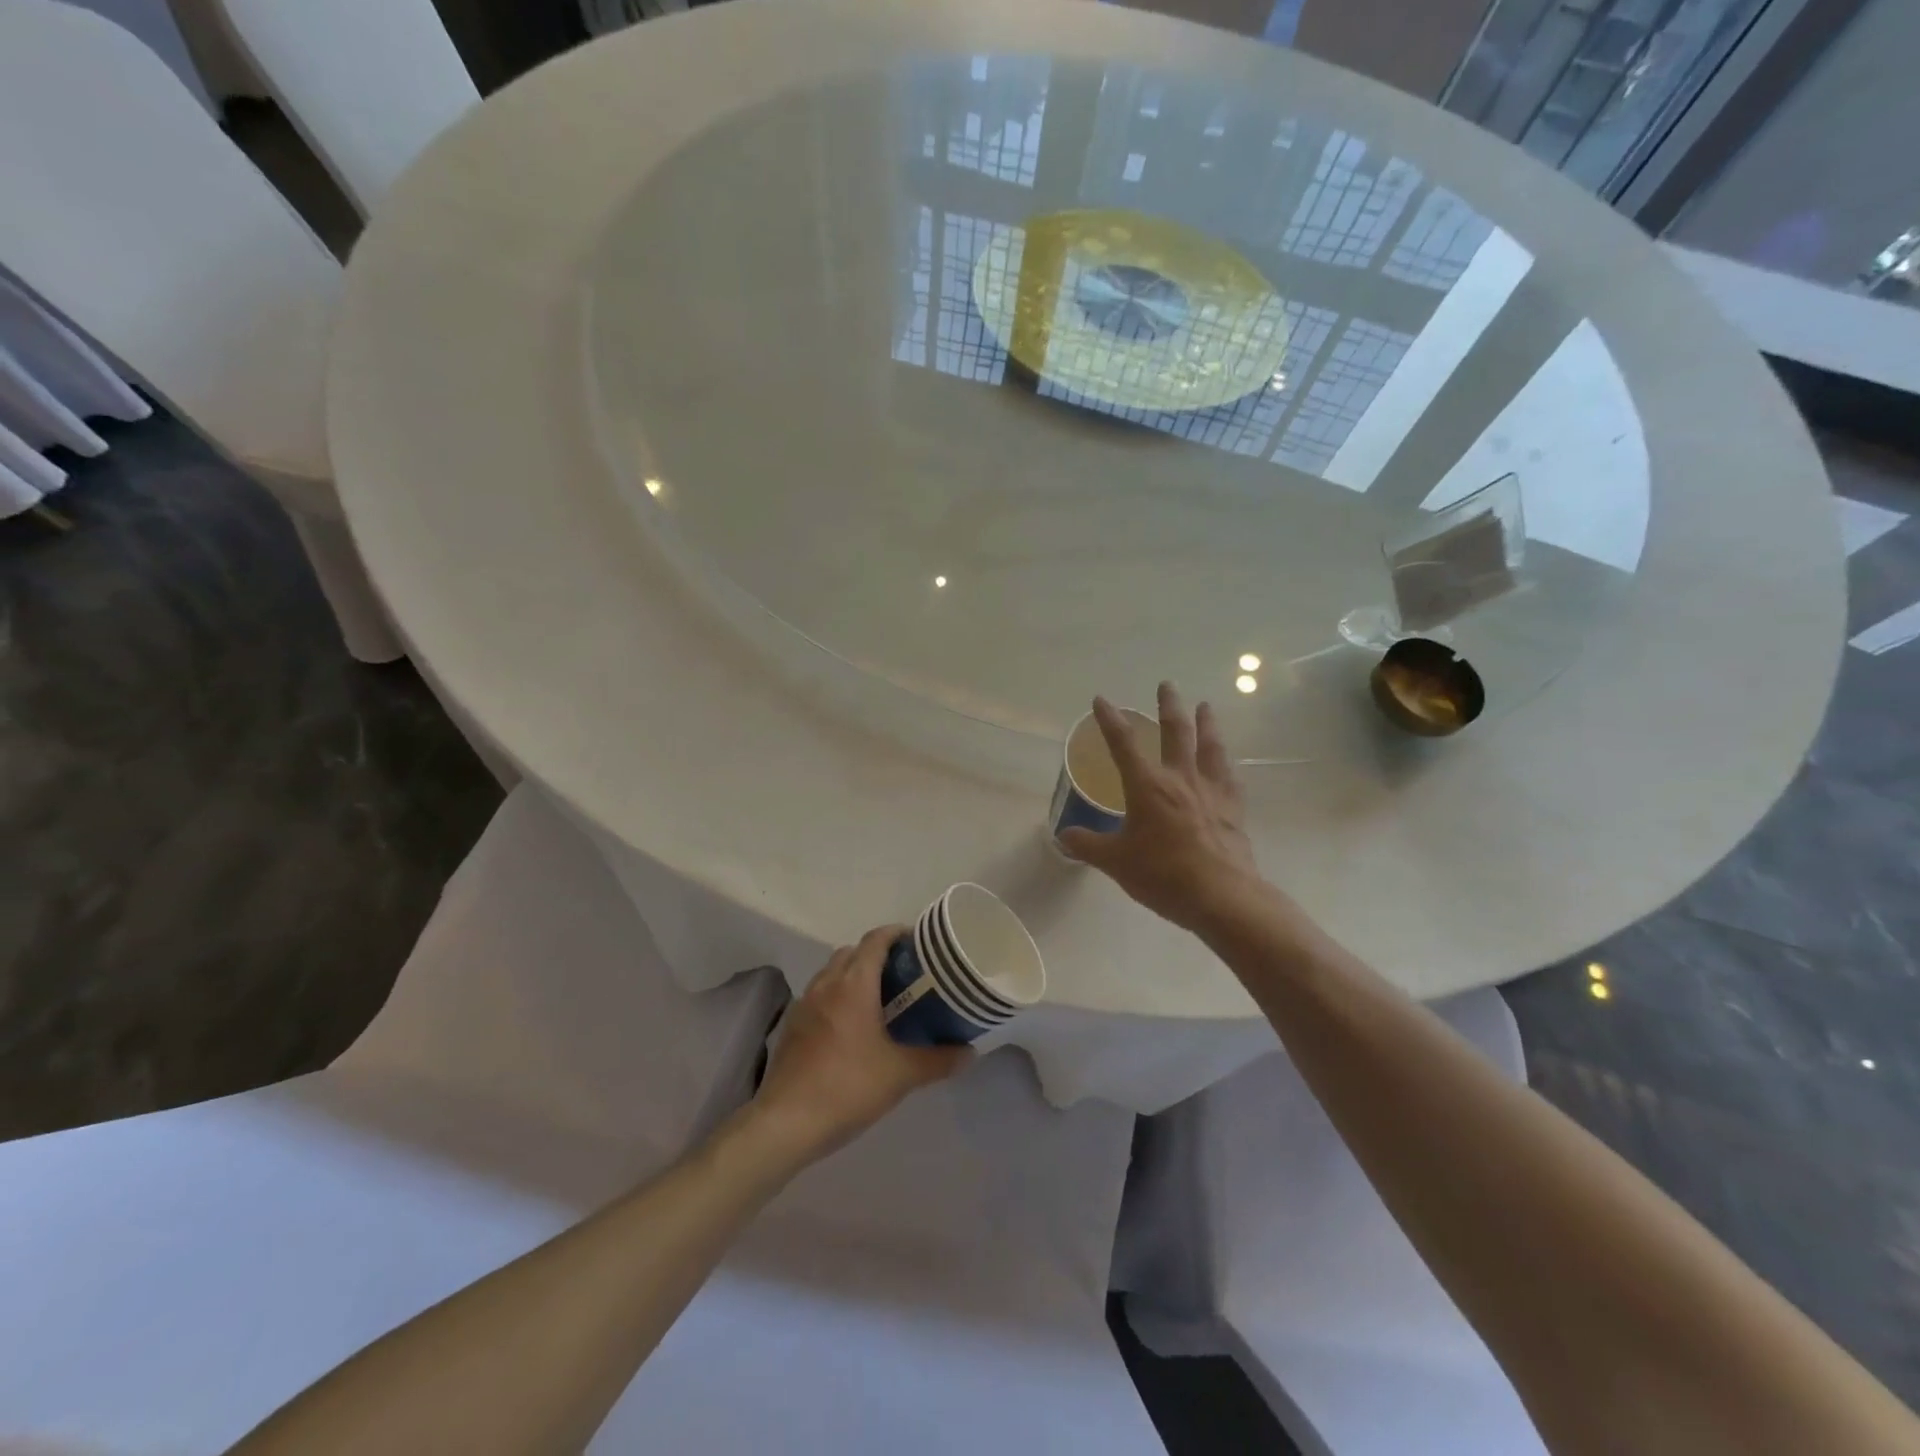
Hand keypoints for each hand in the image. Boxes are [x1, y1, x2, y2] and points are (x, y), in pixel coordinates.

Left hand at [750, 926, 971, 1163]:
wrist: (787, 1123)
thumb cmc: (848, 1087)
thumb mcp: (901, 1075)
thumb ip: (938, 1060)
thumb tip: (970, 1052)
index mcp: (854, 984)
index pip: (875, 940)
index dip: (896, 933)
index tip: (917, 942)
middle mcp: (827, 984)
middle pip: (852, 952)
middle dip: (876, 954)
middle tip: (903, 974)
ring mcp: (804, 1003)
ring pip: (832, 973)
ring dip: (853, 974)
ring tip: (878, 999)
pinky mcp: (792, 1025)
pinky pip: (818, 995)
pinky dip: (836, 997)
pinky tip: (849, 1027)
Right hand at [1058, 683, 1262, 934]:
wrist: (1221, 896)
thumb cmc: (1163, 875)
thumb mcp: (1116, 862)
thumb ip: (1088, 845)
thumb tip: (1063, 835)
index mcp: (1147, 787)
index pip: (1123, 744)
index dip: (1110, 720)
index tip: (1102, 700)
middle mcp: (1180, 779)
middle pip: (1175, 732)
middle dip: (1168, 706)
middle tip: (1167, 684)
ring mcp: (1211, 791)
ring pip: (1209, 746)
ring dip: (1206, 723)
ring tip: (1205, 706)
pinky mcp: (1233, 808)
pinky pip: (1230, 777)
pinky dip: (1225, 763)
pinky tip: (1226, 760)